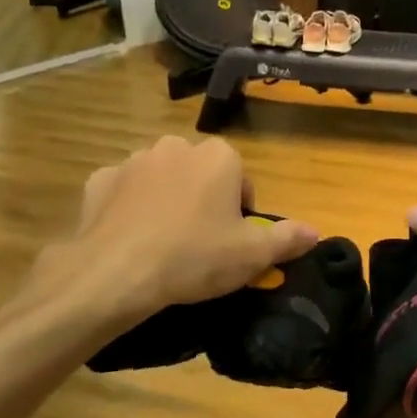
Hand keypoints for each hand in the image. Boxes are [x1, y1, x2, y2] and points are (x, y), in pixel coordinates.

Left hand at [46, 136, 318, 322]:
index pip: (240, 180)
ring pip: (161, 179)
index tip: (231, 243)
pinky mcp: (101, 179)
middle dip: (202, 201)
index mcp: (218, 156)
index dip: (239, 213)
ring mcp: (134, 160)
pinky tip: (129, 238)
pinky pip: (123, 191)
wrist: (117, 272)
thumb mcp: (252, 255)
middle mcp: (176, 146)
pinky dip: (128, 208)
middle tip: (199, 244)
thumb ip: (287, 239)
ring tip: (163, 243)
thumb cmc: (194, 257)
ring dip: (166, 200)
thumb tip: (315, 232)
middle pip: (200, 174)